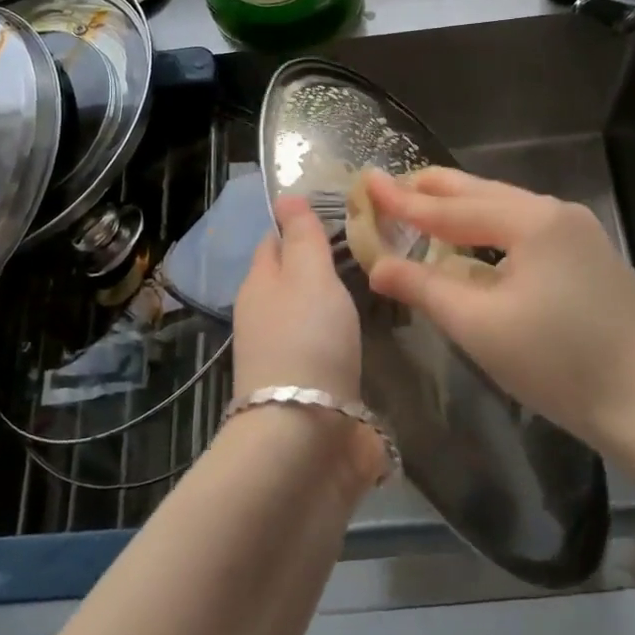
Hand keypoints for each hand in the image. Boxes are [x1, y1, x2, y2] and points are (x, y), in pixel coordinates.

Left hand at [231, 195, 362, 403]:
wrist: (304, 438)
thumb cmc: (307, 340)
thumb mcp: (308, 275)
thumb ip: (303, 236)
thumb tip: (285, 196)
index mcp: (258, 285)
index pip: (274, 241)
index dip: (299, 225)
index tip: (340, 215)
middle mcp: (264, 318)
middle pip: (291, 279)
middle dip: (321, 264)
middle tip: (369, 248)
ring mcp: (284, 356)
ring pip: (309, 314)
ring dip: (333, 302)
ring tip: (376, 284)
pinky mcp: (307, 389)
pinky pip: (325, 348)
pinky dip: (342, 336)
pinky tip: (367, 333)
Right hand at [362, 167, 634, 447]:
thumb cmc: (559, 364)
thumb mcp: (480, 326)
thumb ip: (425, 287)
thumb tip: (378, 265)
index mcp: (531, 220)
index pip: (451, 207)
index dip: (404, 199)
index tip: (367, 181)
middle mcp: (556, 212)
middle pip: (481, 192)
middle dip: (433, 189)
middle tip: (391, 185)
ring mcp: (579, 230)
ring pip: (505, 207)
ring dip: (462, 207)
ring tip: (423, 206)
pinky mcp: (589, 253)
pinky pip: (526, 226)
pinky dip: (490, 226)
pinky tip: (475, 238)